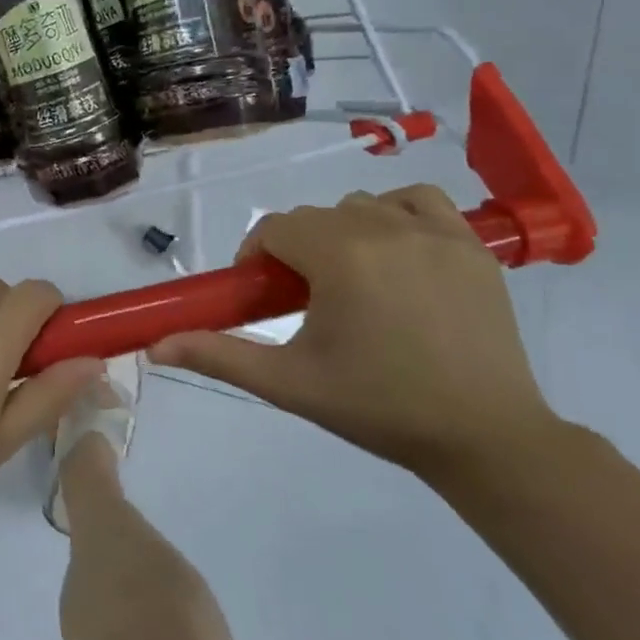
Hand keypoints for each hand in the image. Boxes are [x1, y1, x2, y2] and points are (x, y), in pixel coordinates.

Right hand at [151, 186, 559, 484]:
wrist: (486, 437)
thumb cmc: (378, 407)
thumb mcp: (289, 382)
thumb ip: (218, 355)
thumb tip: (154, 346)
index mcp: (340, 255)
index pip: (275, 229)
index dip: (258, 259)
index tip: (264, 297)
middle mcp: (385, 228)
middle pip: (314, 218)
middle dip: (297, 251)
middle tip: (305, 302)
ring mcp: (436, 233)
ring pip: (361, 207)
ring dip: (343, 234)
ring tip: (352, 284)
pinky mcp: (472, 246)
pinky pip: (418, 201)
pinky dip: (397, 214)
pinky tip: (396, 252)